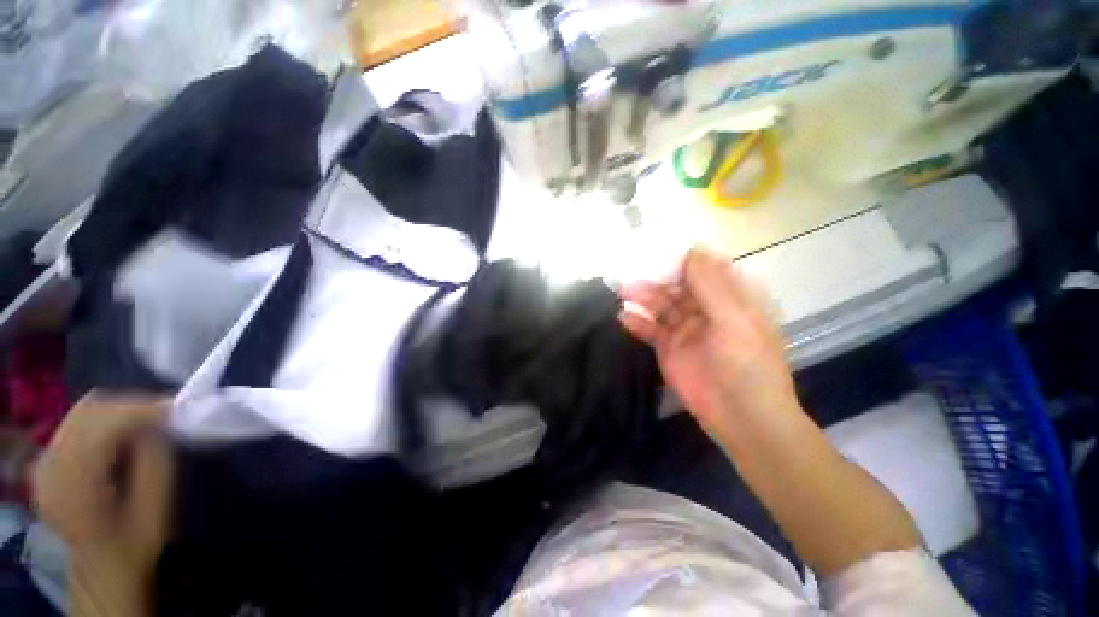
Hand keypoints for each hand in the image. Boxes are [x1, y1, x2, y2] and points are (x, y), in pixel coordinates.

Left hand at [33, 394, 174, 616]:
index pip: (104, 423)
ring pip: (82, 413)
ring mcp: (44, 463)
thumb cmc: (137, 542)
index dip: (142, 408)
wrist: (104, 570)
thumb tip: (162, 422)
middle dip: (131, 405)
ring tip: (149, 421)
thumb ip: (156, 460)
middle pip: (89, 411)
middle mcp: (50, 466)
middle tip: (167, 413)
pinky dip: (104, 421)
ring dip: (118, 411)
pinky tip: (124, 434)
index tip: (179, 407)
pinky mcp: (47, 462)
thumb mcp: (156, 505)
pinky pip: (75, 425)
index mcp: (74, 483)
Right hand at [618, 248, 800, 442]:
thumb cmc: (747, 366)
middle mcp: (705, 309)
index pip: (703, 268)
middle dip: (655, 277)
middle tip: (630, 270)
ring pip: (660, 305)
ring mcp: (684, 329)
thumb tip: (691, 250)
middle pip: (676, 285)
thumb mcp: (735, 321)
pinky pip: (649, 329)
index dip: (680, 258)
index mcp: (730, 298)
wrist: (742, 419)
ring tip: (622, 290)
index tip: (656, 249)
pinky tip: (623, 317)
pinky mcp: (668, 348)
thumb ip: (711, 286)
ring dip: (642, 296)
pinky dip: (636, 322)